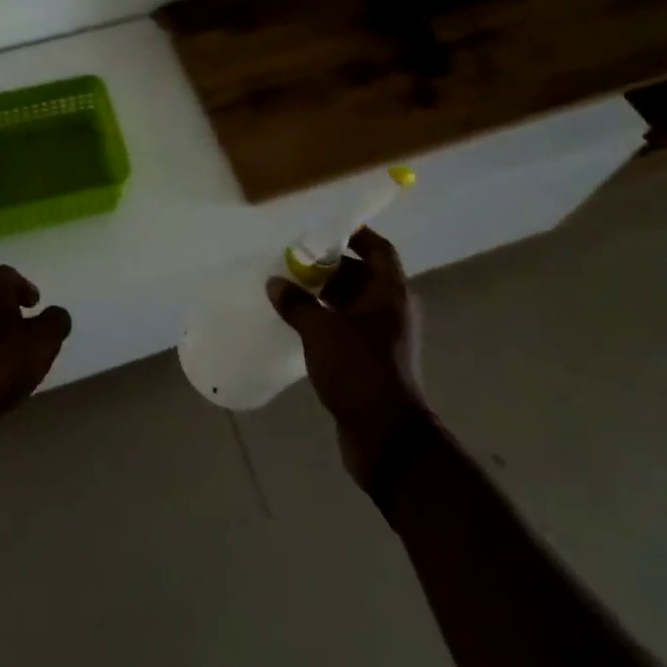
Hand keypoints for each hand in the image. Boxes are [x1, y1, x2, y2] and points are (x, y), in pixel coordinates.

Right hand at [267, 226, 429, 487]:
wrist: (386, 437)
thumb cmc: (360, 370)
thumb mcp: (322, 331)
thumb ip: (297, 304)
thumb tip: (275, 283)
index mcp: (390, 294)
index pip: (379, 250)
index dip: (357, 235)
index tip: (326, 229)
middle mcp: (391, 311)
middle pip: (362, 276)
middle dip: (330, 266)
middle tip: (295, 259)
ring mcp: (382, 338)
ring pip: (352, 303)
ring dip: (325, 295)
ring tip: (289, 288)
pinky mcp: (370, 361)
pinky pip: (346, 328)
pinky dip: (326, 320)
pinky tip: (297, 323)